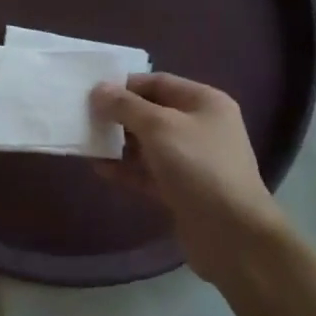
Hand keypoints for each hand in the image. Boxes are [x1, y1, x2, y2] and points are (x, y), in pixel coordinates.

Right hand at [92, 72, 289, 282]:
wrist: (232, 233)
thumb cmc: (198, 167)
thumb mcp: (159, 127)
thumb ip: (126, 106)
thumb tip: (99, 89)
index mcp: (204, 102)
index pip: (158, 82)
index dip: (125, 85)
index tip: (92, 93)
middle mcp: (200, 127)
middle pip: (151, 113)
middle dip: (118, 115)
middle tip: (84, 118)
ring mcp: (191, 160)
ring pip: (147, 145)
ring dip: (118, 144)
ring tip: (86, 143)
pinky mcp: (181, 189)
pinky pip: (148, 172)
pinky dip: (126, 169)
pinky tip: (99, 169)